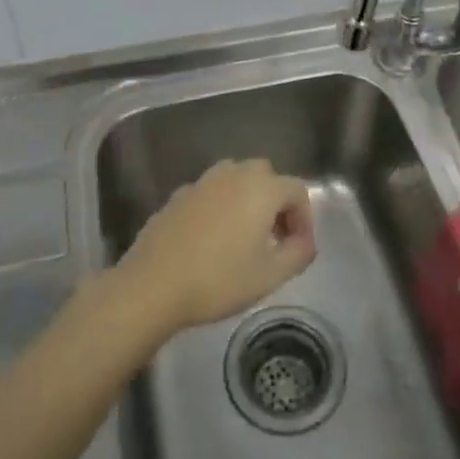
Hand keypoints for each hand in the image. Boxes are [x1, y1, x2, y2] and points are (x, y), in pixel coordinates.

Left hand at [113, 159, 316, 335]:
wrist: (153, 284)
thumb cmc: (218, 280)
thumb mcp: (270, 276)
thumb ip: (298, 254)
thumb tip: (305, 242)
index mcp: (261, 189)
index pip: (296, 190)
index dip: (304, 218)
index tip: (299, 247)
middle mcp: (234, 174)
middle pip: (267, 176)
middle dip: (277, 203)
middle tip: (276, 238)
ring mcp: (203, 182)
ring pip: (236, 178)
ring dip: (248, 199)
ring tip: (245, 235)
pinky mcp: (179, 195)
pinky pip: (211, 192)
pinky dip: (221, 206)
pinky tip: (212, 238)